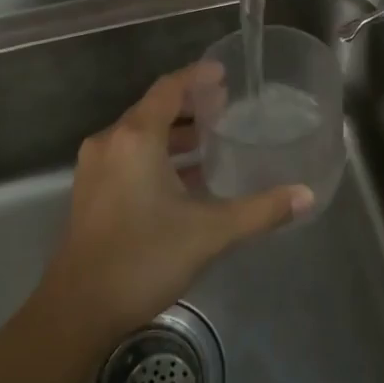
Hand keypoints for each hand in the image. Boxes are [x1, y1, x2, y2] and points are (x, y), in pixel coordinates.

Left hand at [43, 63, 313, 338]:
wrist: (77, 310)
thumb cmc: (143, 258)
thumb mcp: (209, 232)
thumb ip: (260, 211)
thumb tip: (306, 195)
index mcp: (135, 138)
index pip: (169, 88)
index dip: (197, 76)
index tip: (224, 73)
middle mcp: (111, 142)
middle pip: (153, 107)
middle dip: (189, 104)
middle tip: (224, 105)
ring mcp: (96, 167)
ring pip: (139, 133)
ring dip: (173, 132)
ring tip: (209, 139)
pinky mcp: (90, 191)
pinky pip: (128, 154)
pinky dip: (156, 154)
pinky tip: (183, 178)